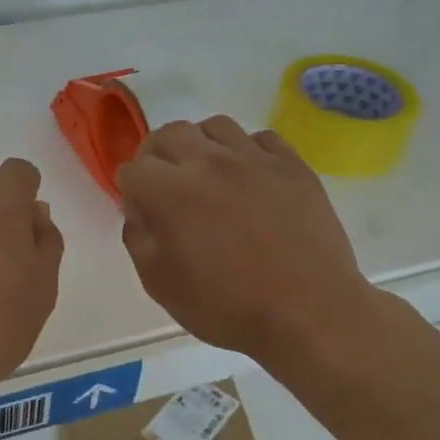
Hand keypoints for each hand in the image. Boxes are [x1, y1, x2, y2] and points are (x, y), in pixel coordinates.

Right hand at [117, 116, 380, 370]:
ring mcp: (253, 158)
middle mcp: (208, 162)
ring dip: (201, 145)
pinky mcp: (291, 164)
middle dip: (158, 156)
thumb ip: (138, 237)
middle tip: (167, 185)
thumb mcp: (160, 284)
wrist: (308, 313)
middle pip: (169, 133)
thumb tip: (140, 209)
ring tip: (208, 174)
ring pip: (214, 126)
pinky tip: (250, 178)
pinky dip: (246, 151)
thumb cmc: (227, 306)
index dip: (131, 190)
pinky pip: (260, 138)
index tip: (142, 210)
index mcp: (170, 191)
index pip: (133, 168)